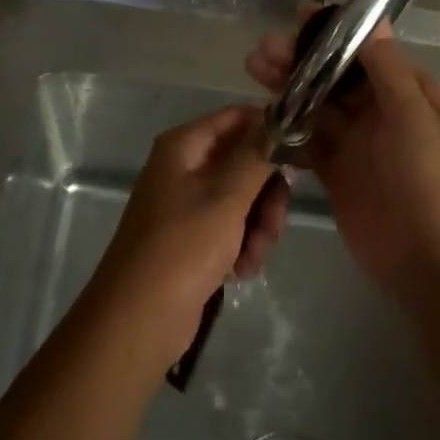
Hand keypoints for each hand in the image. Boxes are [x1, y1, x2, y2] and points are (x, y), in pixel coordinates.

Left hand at [84, 105, 290, 370]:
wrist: (138, 321)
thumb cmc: (182, 248)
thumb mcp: (226, 198)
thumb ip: (257, 157)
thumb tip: (280, 119)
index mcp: (184, 146)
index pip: (236, 118)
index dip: (269, 130)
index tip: (302, 154)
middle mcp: (185, 166)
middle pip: (245, 160)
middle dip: (266, 193)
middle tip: (274, 221)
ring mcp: (189, 203)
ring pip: (244, 197)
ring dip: (258, 225)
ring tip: (254, 256)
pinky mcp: (194, 237)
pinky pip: (232, 226)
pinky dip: (243, 244)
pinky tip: (241, 270)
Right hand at [246, 19, 439, 306]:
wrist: (438, 266)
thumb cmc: (434, 181)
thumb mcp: (414, 116)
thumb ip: (386, 67)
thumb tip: (373, 15)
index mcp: (404, 91)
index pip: (362, 50)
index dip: (330, 34)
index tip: (297, 19)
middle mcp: (378, 111)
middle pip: (331, 76)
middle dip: (298, 60)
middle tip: (261, 51)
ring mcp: (355, 143)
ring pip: (314, 105)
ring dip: (286, 87)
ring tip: (253, 71)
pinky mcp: (335, 174)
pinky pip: (306, 141)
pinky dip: (285, 128)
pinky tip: (260, 117)